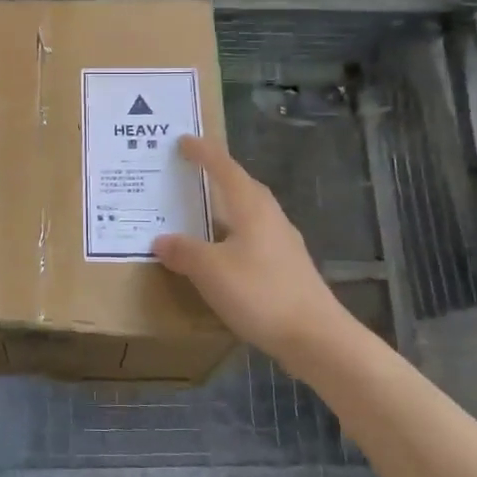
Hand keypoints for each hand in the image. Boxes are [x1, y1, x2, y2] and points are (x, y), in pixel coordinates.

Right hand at [153, 136, 350, 362]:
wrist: (315, 337)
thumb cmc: (261, 293)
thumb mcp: (210, 271)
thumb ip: (184, 251)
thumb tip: (162, 240)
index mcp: (251, 207)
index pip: (224, 168)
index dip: (203, 152)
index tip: (184, 140)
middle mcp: (269, 216)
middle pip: (241, 185)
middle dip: (216, 175)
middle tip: (189, 171)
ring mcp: (282, 241)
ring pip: (248, 212)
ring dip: (224, 206)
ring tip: (199, 212)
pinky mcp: (287, 266)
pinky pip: (253, 236)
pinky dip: (232, 234)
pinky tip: (220, 253)